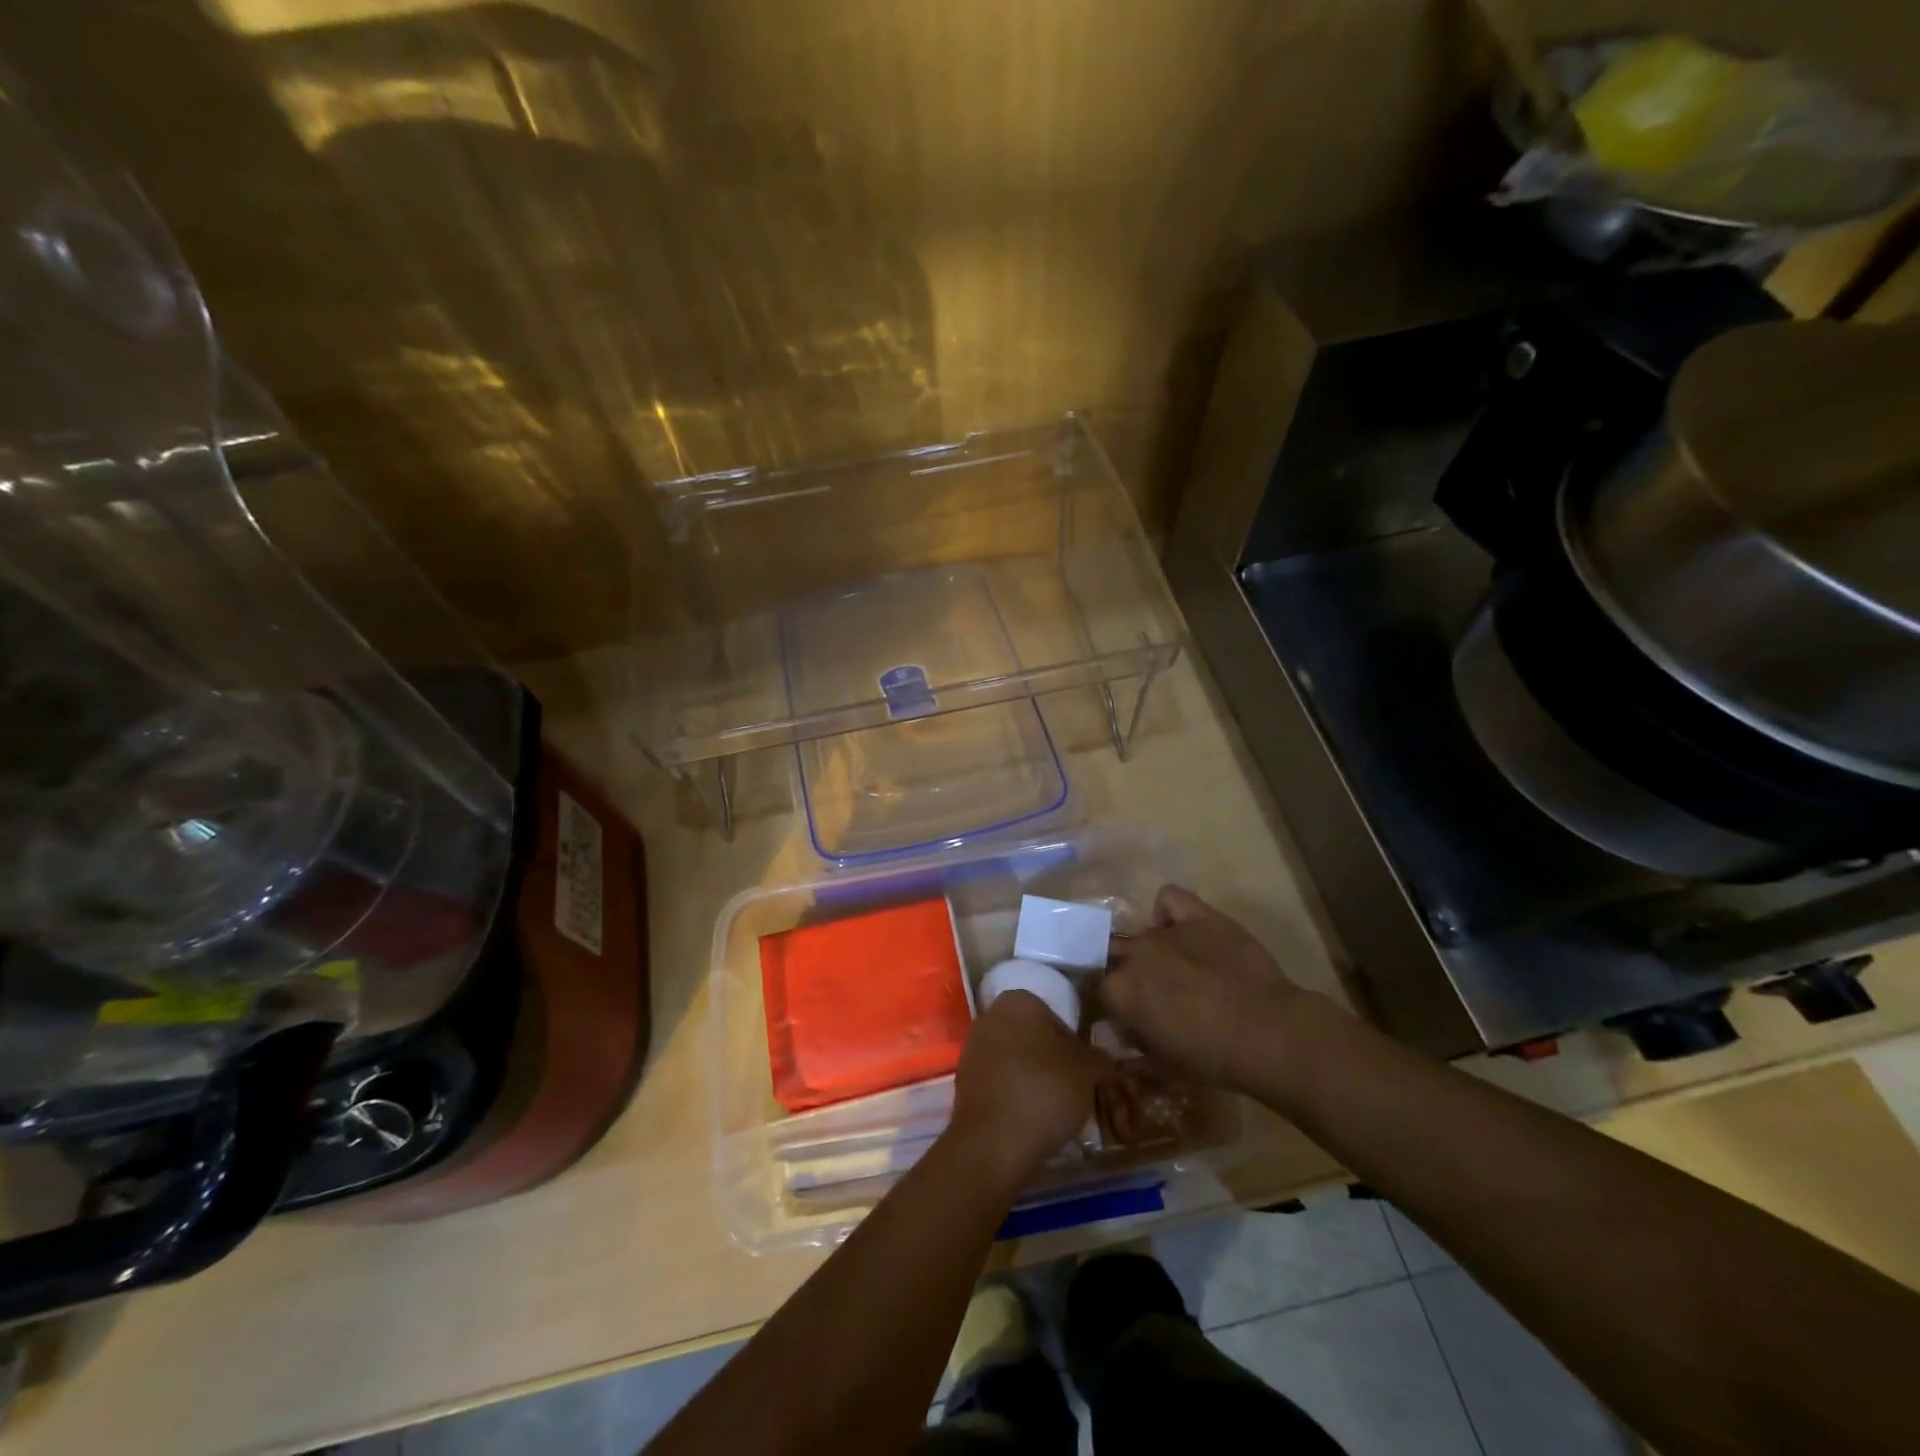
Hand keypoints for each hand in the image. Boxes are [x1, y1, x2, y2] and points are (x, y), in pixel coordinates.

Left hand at [947, 992, 1108, 1189]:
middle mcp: (989, 1016)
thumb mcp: (1088, 1072)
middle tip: (1072, 1090)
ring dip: (1032, 1079)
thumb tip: (1101, 1059)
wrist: (994, 1141)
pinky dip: (1013, 1096)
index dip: (1073, 1045)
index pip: (1055, 1016)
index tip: (1084, 1072)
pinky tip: (1029, 1120)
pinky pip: (998, 1082)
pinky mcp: (962, 1082)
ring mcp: (972, 1049)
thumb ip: (1098, 1058)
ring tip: (1053, 1110)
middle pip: (1031, 1037)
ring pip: (1013, 1060)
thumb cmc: (1045, 1090)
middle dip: (1050, 1060)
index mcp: (1018, 1000)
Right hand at [1102, 885, 1314, 1091]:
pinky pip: (1169, 898)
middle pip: (1115, 955)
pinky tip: (1180, 928)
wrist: (1268, 1033)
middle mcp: (1135, 952)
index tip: (1129, 1019)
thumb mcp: (1162, 1063)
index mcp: (1120, 989)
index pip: (1100, 989)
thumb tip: (1124, 1029)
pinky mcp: (1200, 916)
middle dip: (1127, 973)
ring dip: (1150, 951)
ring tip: (1174, 968)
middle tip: (1150, 994)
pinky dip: (1167, 911)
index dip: (1115, 1004)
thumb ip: (1133, 1042)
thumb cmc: (1211, 1057)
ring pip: (1142, 933)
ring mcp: (1167, 930)